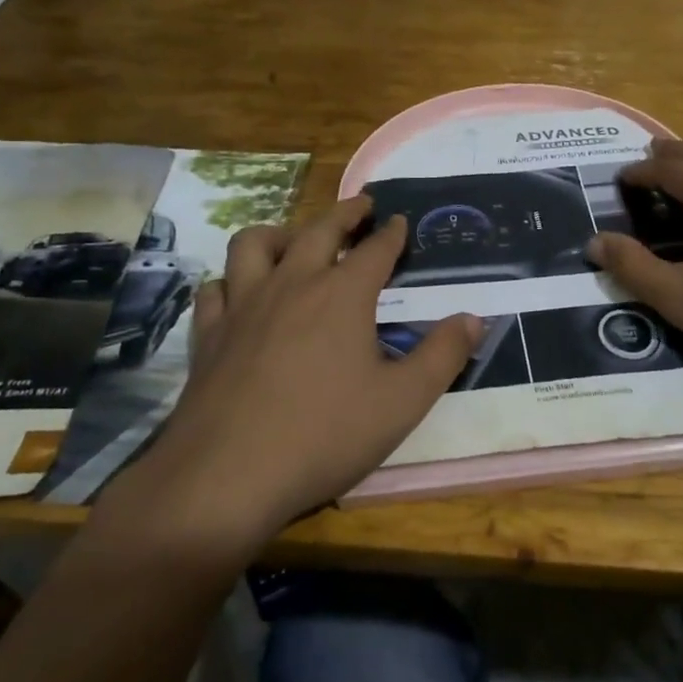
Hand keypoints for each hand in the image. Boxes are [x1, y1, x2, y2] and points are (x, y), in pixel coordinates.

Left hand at [98, 196, 480, 553]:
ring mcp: (243, 306)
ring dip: (280, 233)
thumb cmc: (325, 436)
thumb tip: (474, 318)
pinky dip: (232, 281)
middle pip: (318, 230)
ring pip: (254, 244)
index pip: (374, 250)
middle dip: (344, 213)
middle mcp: (292, 285)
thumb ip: (443, 355)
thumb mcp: (403, 402)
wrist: (227, 476)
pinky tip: (240, 295)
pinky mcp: (209, 333)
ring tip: (295, 241)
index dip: (391, 233)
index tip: (400, 220)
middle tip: (361, 205)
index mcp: (342, 295)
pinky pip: (217, 288)